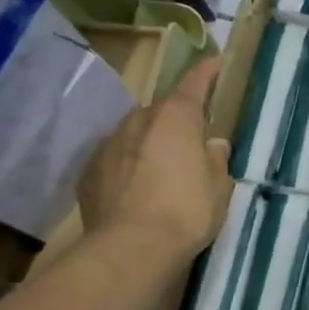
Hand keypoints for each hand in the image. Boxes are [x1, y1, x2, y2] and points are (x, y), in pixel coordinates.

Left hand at [78, 58, 232, 268]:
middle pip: (161, 110)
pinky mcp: (89, 171)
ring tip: (162, 166)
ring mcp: (108, 144)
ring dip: (149, 141)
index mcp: (176, 118)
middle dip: (176, 118)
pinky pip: (115, 158)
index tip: (216, 61)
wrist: (130, 248)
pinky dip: (128, 164)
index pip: (194, 83)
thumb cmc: (186, 211)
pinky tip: (137, 187)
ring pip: (135, 132)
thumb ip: (216, 161)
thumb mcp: (219, 188)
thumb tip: (213, 145)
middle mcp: (139, 121)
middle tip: (191, 138)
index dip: (207, 71)